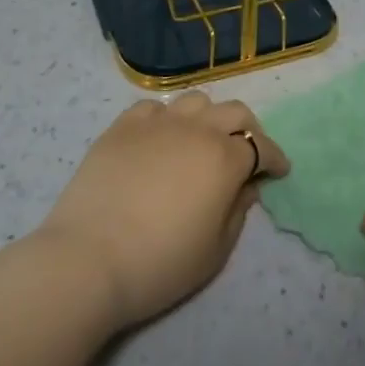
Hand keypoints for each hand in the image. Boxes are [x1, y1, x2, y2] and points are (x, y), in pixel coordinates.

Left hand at [41, 91, 289, 329]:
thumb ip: (238, 213)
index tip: (278, 171)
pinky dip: (167, 118)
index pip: (262, 146)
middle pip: (234, 112)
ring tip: (201, 139)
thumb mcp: (214, 252)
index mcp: (225, 159)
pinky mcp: (123, 126)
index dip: (274, 158)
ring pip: (196, 101)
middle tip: (245, 152)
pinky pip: (154, 108)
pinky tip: (161, 138)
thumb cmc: (158, 264)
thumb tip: (246, 187)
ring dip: (208, 117)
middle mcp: (197, 129)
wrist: (86, 261)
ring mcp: (158, 122)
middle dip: (248, 129)